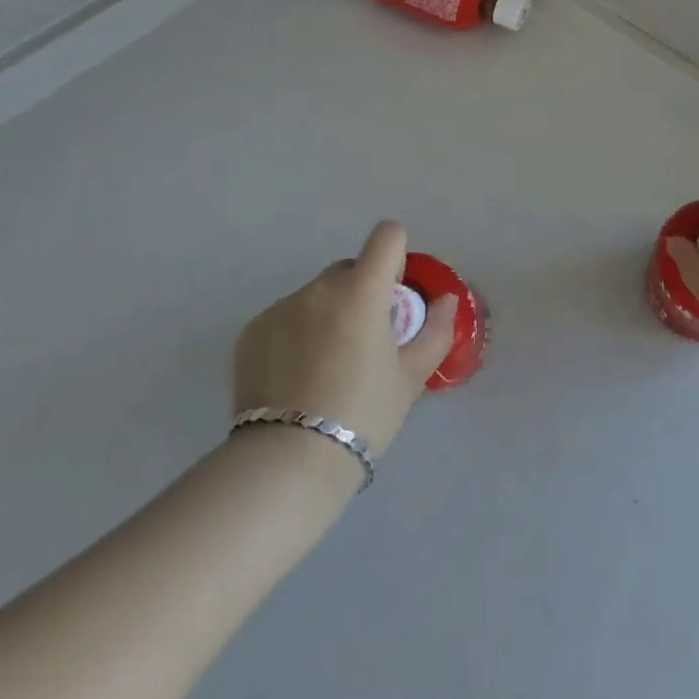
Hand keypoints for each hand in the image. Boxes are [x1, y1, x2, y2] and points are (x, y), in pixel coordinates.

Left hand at [232, 221, 457, 456]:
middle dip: (360, 293)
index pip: (386, 236)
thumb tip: (447, 300)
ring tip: (324, 370)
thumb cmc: (362, 415)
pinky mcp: (251, 330)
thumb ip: (435, 331)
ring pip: (315, 296)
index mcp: (361, 290)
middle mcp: (318, 287)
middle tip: (363, 344)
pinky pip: (284, 318)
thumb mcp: (410, 378)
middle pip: (349, 270)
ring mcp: (280, 306)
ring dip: (326, 315)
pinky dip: (294, 335)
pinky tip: (294, 379)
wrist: (288, 462)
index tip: (393, 296)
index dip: (395, 258)